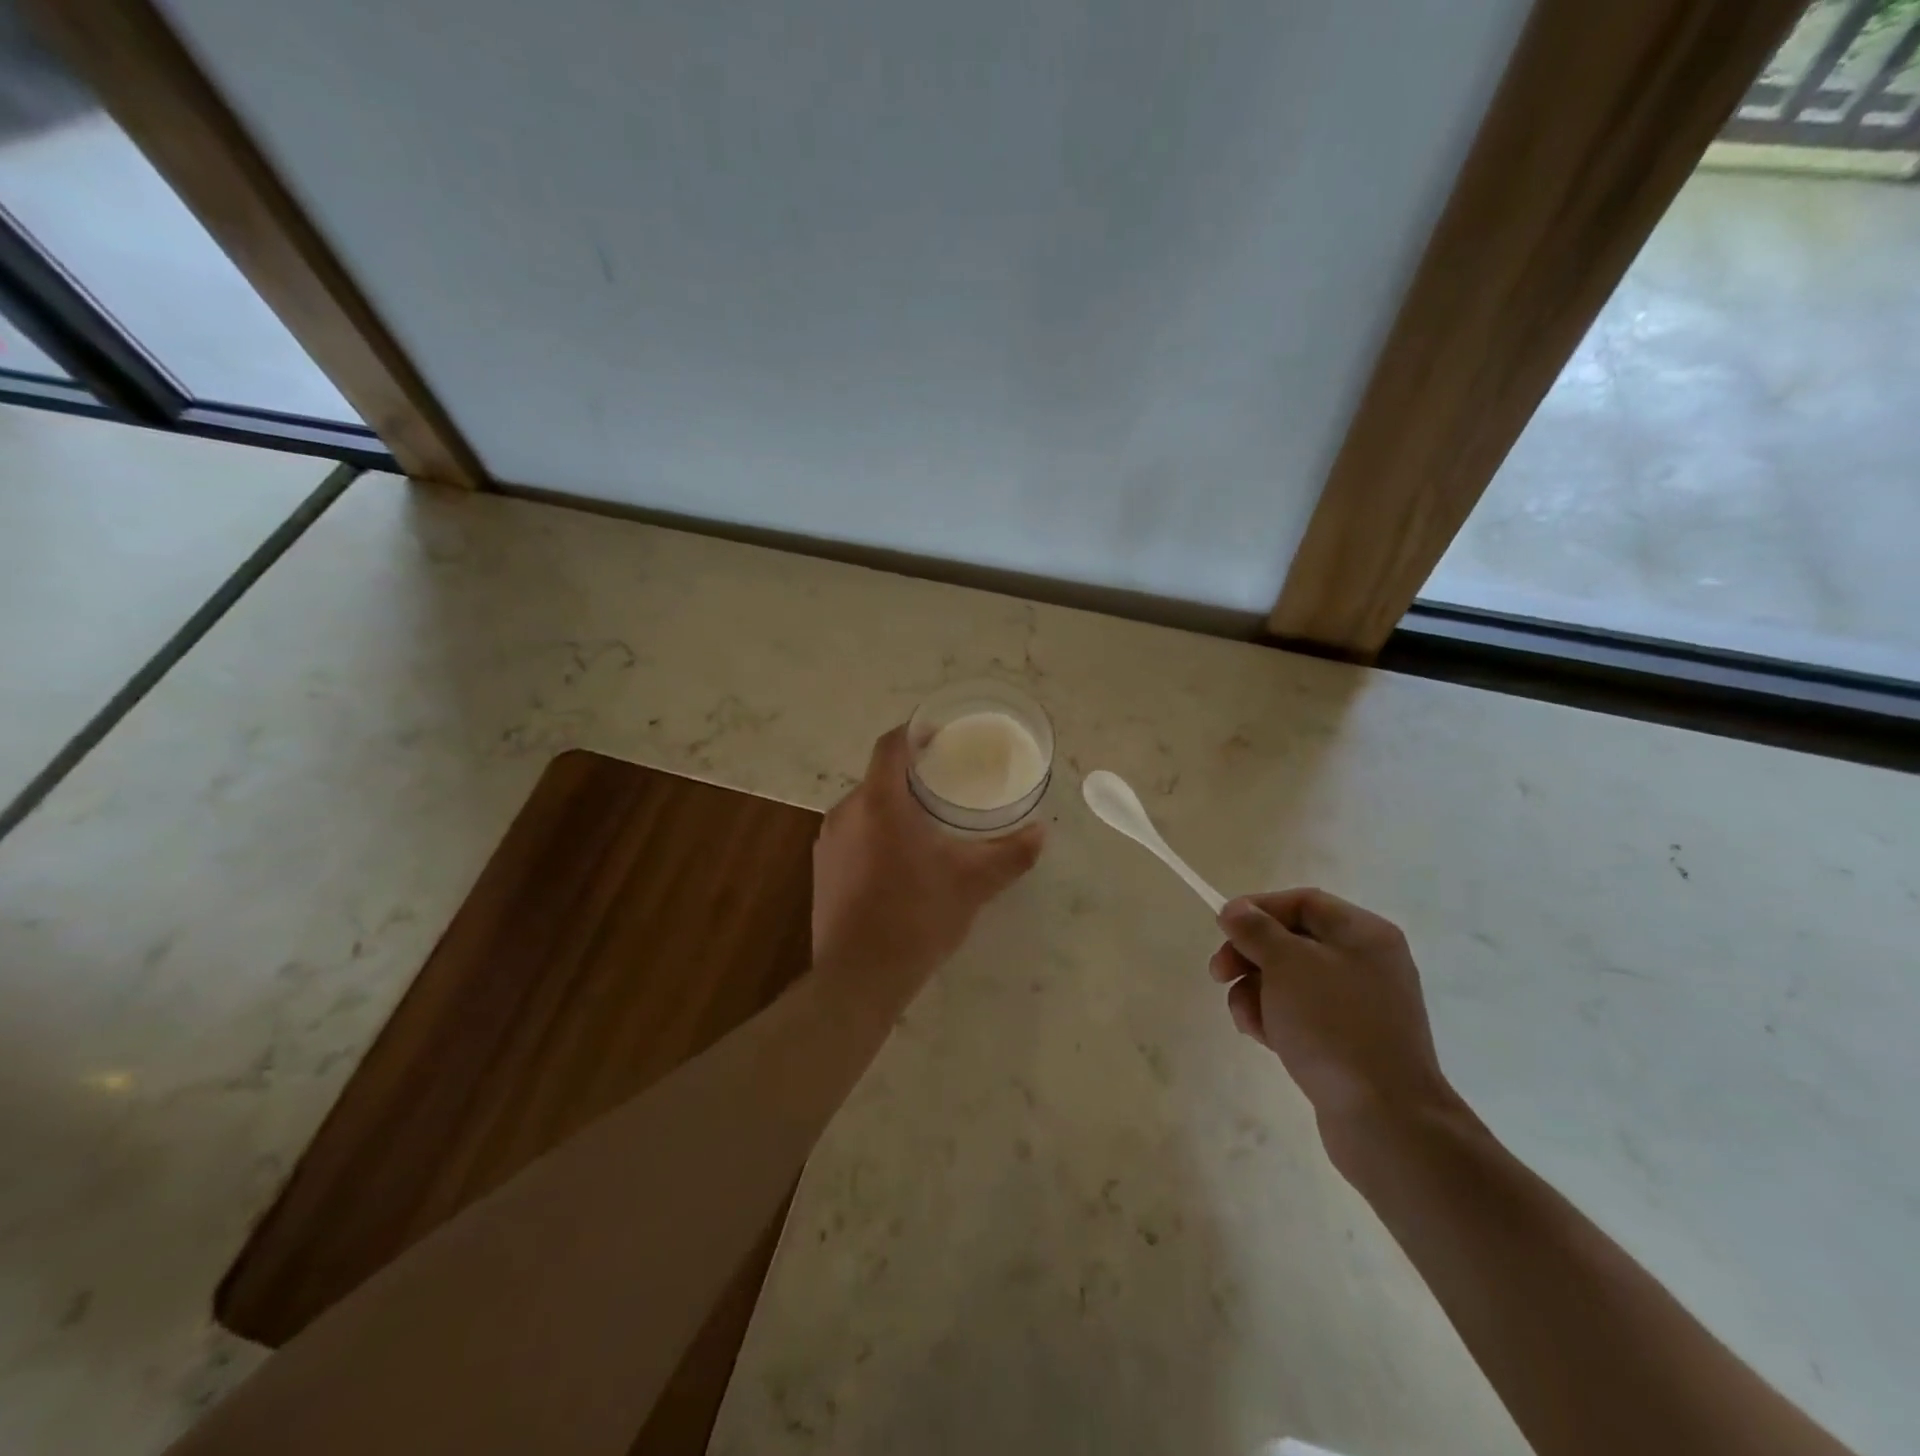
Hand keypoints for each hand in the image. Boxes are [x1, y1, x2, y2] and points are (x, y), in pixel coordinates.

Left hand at [812, 726, 1044, 1012]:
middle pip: (878, 776)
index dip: (914, 733)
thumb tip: (1042, 833)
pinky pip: (851, 834)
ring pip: (863, 807)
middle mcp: (846, 812)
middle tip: (944, 783)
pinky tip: (898, 860)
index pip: (891, 746)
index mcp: (880, 802)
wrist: (858, 977)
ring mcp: (828, 841)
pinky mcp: (821, 869)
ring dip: (892, 806)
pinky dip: (875, 832)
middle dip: (909, 775)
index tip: (939, 736)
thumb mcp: (973, 883)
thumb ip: (1009, 854)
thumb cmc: (917, 917)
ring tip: (925, 822)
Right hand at [1210, 889, 1458, 1126]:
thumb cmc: (1334, 1025)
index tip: (1222, 928)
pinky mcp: (1347, 1041)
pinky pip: (1300, 1014)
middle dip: (1250, 955)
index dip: (1257, 908)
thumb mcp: (1287, 964)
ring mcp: (1358, 1005)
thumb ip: (1256, 930)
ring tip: (1247, 1018)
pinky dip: (1274, 1019)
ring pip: (1289, 980)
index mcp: (1363, 934)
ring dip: (1256, 992)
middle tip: (1219, 974)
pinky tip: (1263, 1038)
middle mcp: (1366, 963)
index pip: (1302, 901)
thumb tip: (1235, 910)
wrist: (1385, 1120)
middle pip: (1292, 941)